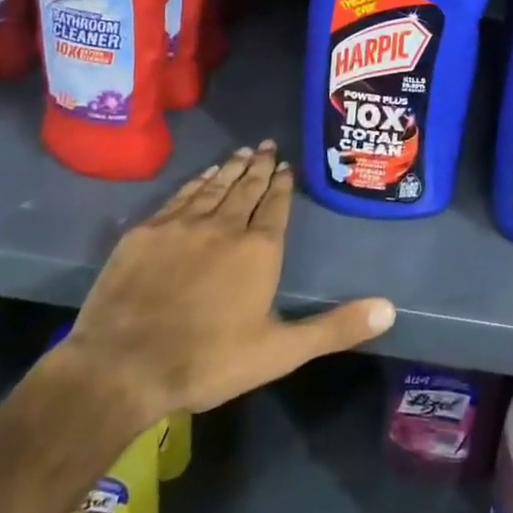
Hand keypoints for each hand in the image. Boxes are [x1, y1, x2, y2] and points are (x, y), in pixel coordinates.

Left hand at [55, 142, 396, 429]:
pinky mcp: (147, 232)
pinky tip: (200, 177)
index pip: (276, 205)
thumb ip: (335, 327)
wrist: (122, 367)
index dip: (283, 184)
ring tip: (241, 152)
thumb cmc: (208, 361)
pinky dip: (195, 183)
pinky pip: (179, 197)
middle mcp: (224, 226)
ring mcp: (182, 225)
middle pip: (246, 187)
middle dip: (259, 166)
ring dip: (229, 168)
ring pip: (213, 187)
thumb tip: (390, 309)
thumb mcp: (281, 351)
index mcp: (259, 249)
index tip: (286, 165)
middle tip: (267, 145)